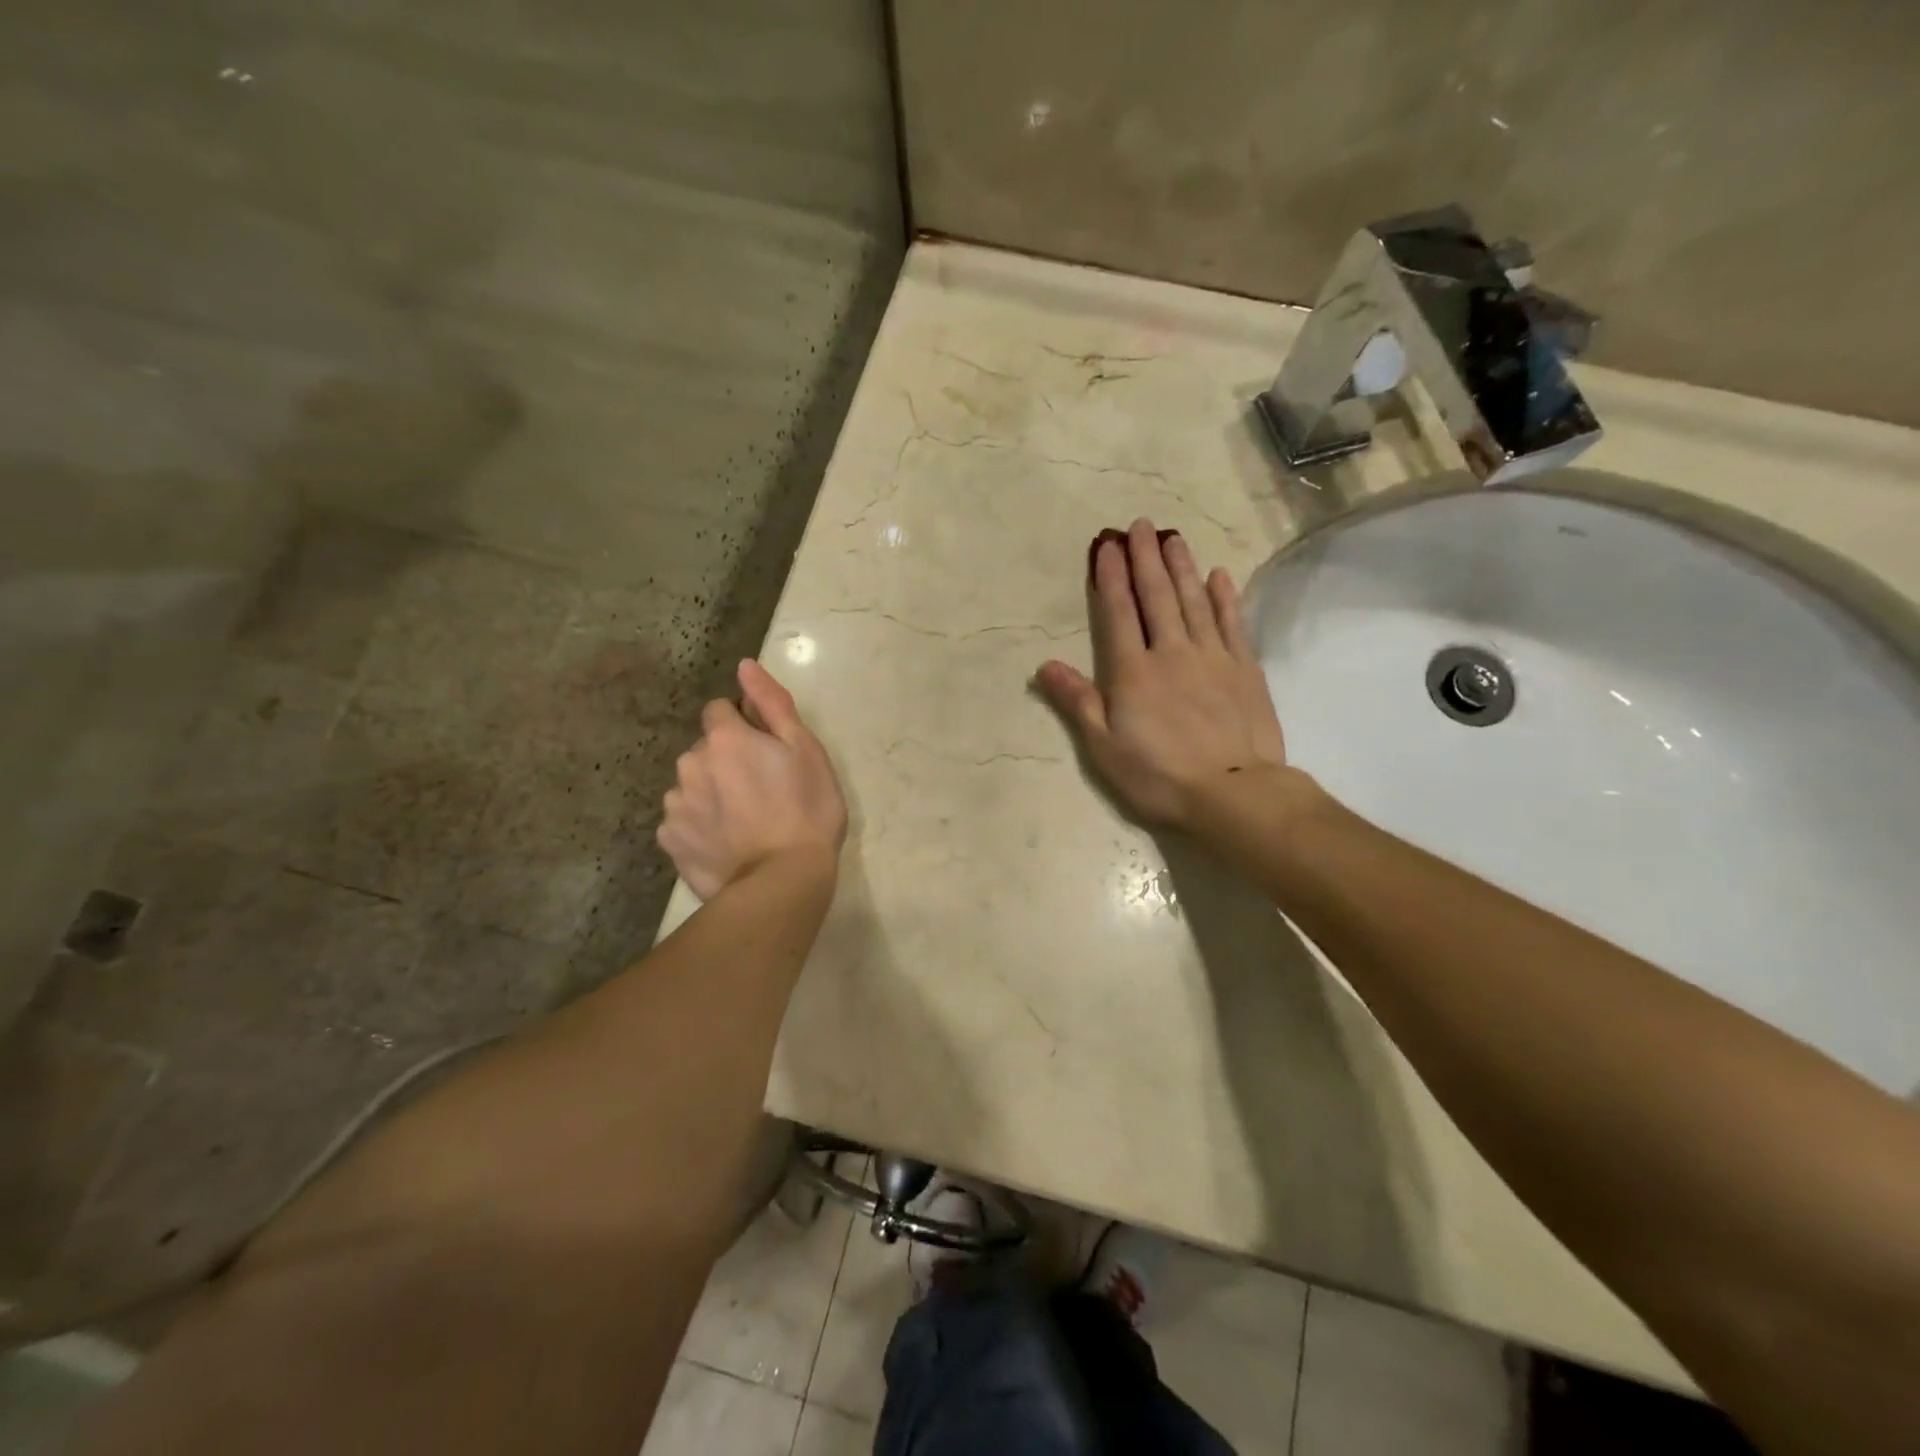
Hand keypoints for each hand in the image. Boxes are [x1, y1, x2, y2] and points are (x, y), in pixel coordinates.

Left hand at [658, 659, 847, 899]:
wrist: (782, 882)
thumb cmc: (806, 810)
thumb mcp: (805, 750)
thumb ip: (772, 703)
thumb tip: (744, 666)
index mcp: (725, 739)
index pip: (720, 711)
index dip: (744, 726)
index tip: (766, 751)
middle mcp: (690, 764)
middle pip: (705, 750)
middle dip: (727, 760)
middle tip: (762, 791)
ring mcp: (676, 805)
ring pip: (692, 785)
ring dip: (711, 792)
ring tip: (744, 822)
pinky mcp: (670, 841)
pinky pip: (682, 821)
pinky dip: (699, 826)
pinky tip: (725, 843)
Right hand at [1036, 519, 1287, 829]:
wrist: (1233, 792)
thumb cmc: (1158, 775)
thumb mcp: (1103, 746)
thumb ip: (1076, 701)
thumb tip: (1044, 665)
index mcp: (1133, 671)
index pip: (1119, 613)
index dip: (1111, 578)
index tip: (1107, 546)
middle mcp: (1171, 652)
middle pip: (1157, 597)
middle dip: (1145, 559)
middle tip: (1140, 526)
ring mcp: (1212, 657)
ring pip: (1194, 601)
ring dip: (1181, 567)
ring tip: (1172, 538)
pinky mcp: (1245, 669)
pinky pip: (1232, 623)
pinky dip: (1224, 597)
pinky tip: (1218, 575)